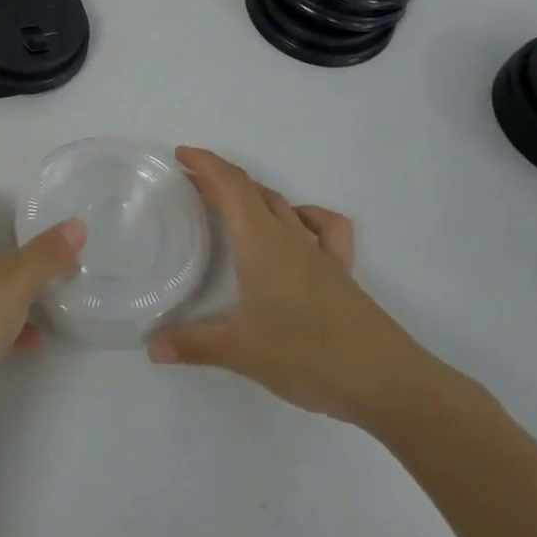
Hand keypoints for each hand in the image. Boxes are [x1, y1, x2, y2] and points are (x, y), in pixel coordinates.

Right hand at [148, 147, 440, 429]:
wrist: (386, 381)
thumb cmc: (307, 355)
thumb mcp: (240, 351)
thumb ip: (192, 345)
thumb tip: (151, 347)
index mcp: (262, 243)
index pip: (232, 187)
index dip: (206, 165)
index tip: (181, 155)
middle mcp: (290, 238)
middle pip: (254, 191)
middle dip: (221, 180)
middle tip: (190, 184)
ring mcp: (319, 254)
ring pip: (283, 206)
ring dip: (253, 196)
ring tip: (229, 204)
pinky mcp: (341, 274)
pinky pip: (323, 229)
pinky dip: (304, 216)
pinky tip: (295, 229)